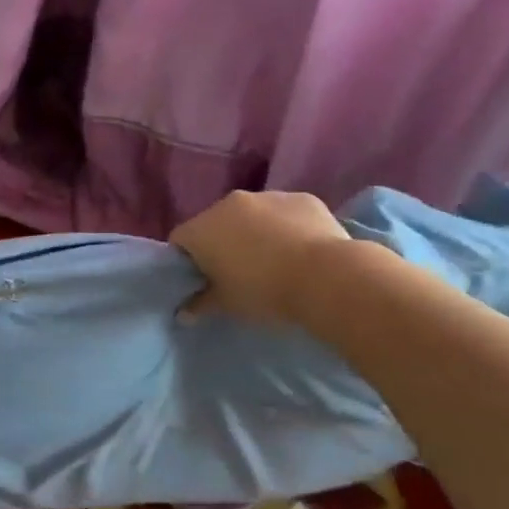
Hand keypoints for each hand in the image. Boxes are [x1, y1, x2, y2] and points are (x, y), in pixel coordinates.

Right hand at [169, 190, 352, 324]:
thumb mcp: (228, 305)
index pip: (180, 241)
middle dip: (221, 244)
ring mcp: (267, 196)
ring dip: (255, 232)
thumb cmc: (265, 292)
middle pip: (214, 223)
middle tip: (238, 273)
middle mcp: (228, 203)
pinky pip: (284, 213)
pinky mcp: (301, 198)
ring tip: (275, 261)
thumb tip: (183, 312)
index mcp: (202, 229)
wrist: (327, 278)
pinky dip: (286, 227)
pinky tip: (302, 250)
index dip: (187, 261)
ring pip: (251, 215)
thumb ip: (201, 304)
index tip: (202, 281)